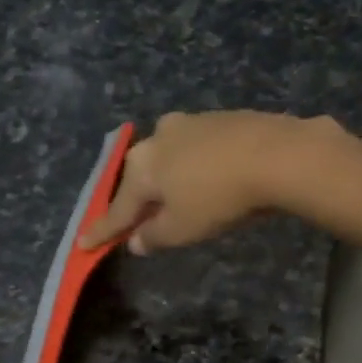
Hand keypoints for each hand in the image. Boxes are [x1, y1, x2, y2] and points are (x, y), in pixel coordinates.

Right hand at [78, 110, 337, 253]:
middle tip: (137, 220)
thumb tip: (135, 240)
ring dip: (170, 179)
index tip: (83, 244)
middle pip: (143, 176)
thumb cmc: (219, 197)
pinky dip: (196, 166)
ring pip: (170, 157)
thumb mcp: (182, 229)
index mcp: (143, 166)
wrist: (278, 154)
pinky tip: (208, 177)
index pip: (118, 207)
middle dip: (139, 198)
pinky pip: (198, 149)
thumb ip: (154, 236)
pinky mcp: (223, 118)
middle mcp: (159, 137)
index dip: (102, 230)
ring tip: (177, 199)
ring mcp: (192, 123)